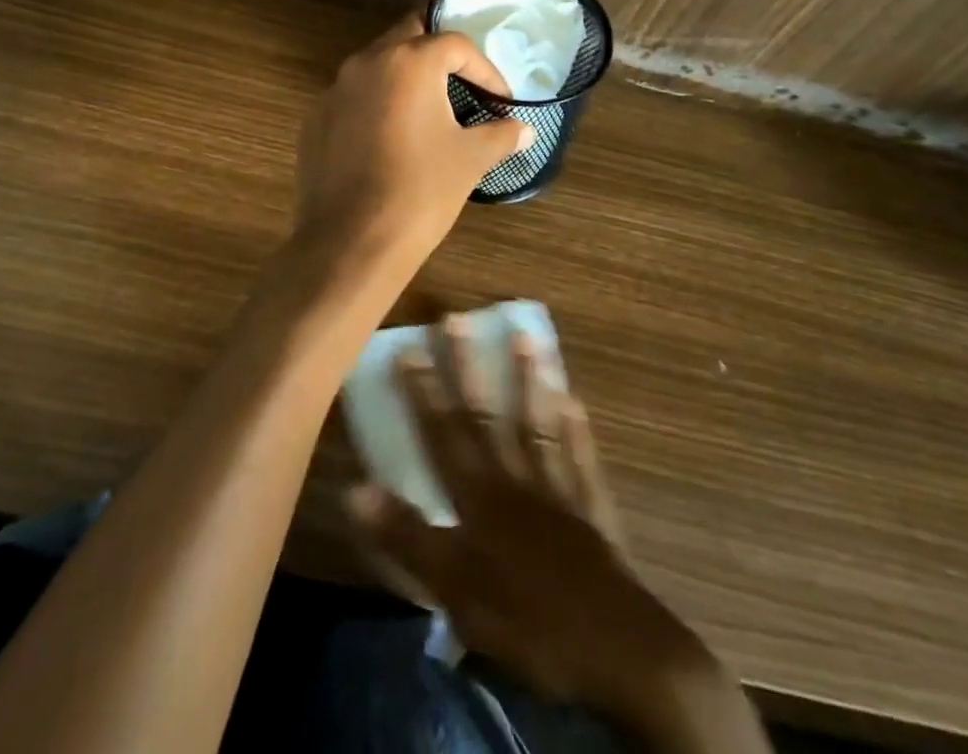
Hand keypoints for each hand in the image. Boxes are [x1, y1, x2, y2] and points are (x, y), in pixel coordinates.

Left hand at [290, 17, 530, 297]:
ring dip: (406, 78)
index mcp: (408, 62)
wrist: (350, 243)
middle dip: (440, 55)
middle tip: (464, 84)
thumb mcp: (470, 160)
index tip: (500, 101)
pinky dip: (377, 104)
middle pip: (410, 36)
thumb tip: (525, 131)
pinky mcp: (316, 119)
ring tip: (430, 111)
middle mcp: (366, 62)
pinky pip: (353, 97)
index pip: (455, 45)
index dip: (485, 70)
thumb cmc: (420, 192)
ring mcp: (334, 90)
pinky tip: (391, 140)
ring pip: (377, 65)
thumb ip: (500, 135)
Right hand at [346, 322, 727, 737]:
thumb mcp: (451, 588)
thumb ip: (405, 535)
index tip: (409, 346)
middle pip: (486, 416)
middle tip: (459, 318)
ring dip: (529, 380)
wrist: (613, 649)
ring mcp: (558, 491)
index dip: (423, 391)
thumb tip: (354, 488)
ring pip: (537, 425)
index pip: (443, 433)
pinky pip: (581, 461)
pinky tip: (576, 401)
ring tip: (527, 335)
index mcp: (478, 497)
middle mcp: (515, 480)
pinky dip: (577, 431)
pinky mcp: (592, 512)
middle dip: (468, 368)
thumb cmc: (523, 620)